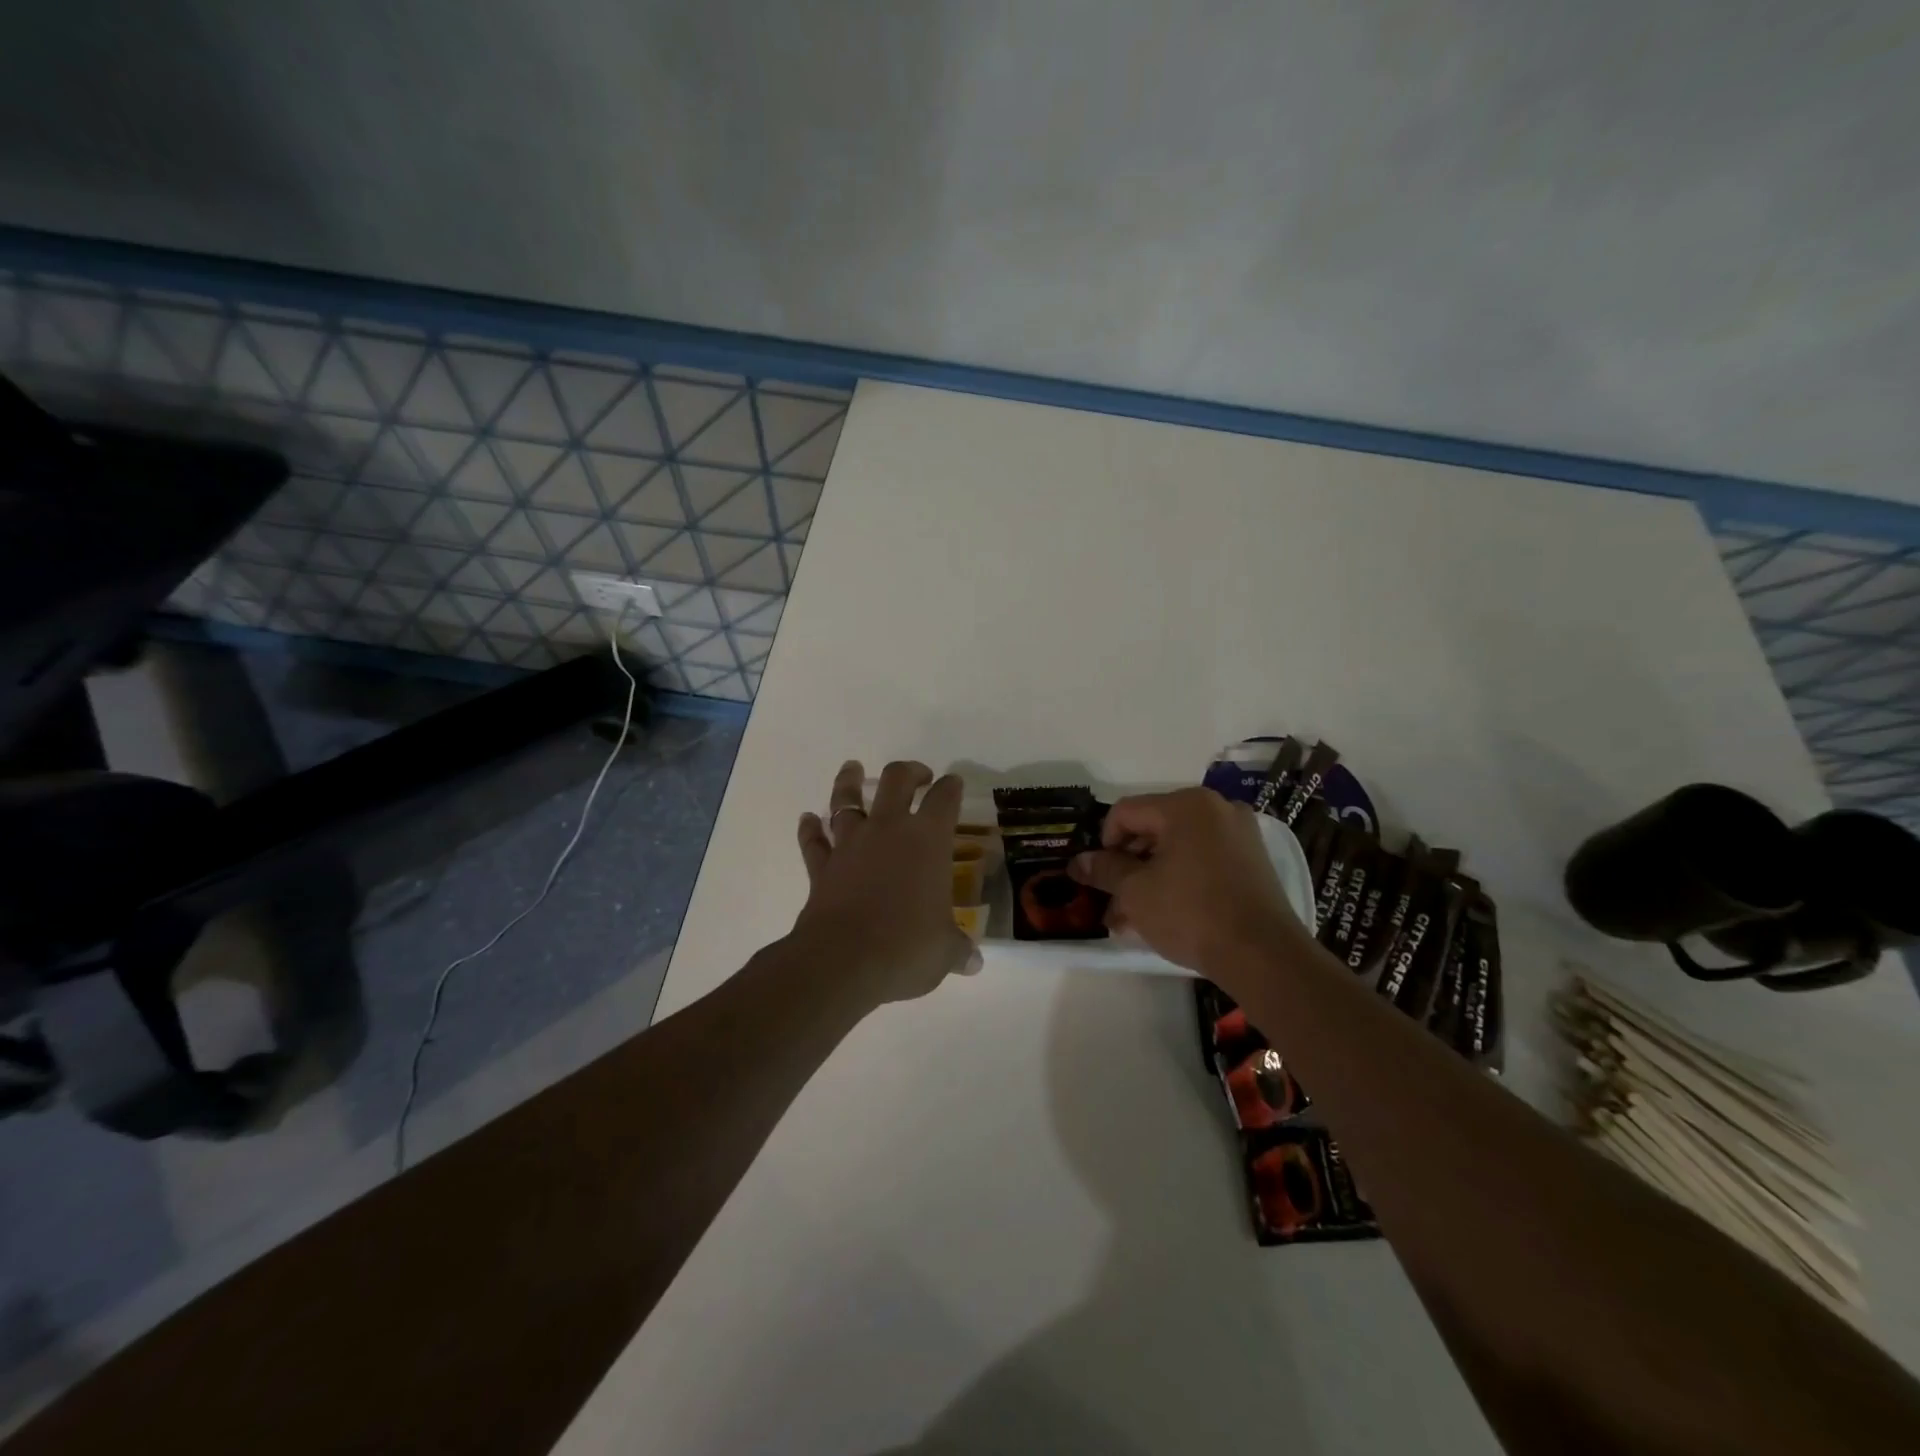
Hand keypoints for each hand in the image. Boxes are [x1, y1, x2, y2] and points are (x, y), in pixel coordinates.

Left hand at [790, 760, 979, 1005]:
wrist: (844, 961)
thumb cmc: (906, 948)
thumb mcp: (944, 952)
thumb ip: (958, 950)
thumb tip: (974, 963)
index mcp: (928, 839)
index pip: (945, 798)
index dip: (951, 787)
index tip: (953, 783)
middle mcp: (889, 830)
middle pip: (896, 780)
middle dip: (909, 771)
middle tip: (918, 775)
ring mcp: (851, 844)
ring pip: (846, 799)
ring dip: (848, 781)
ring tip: (852, 768)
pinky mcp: (822, 866)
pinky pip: (813, 841)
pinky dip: (810, 829)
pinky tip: (808, 820)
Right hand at [1068, 788, 1303, 975]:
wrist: (1263, 956)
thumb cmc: (1191, 913)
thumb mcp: (1136, 891)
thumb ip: (1104, 870)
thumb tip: (1076, 862)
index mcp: (1186, 805)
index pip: (1126, 812)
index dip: (1103, 843)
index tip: (1100, 877)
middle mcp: (1216, 808)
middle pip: (1153, 828)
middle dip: (1128, 865)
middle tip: (1113, 900)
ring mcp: (1239, 834)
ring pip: (1178, 848)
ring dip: (1150, 877)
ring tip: (1133, 917)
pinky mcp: (1253, 861)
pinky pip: (1203, 860)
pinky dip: (1180, 879)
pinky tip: (1165, 913)